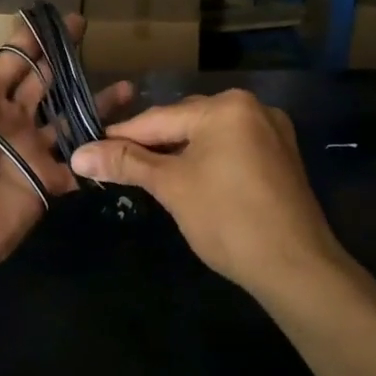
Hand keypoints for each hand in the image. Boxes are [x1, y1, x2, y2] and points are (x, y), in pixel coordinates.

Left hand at [0, 15, 130, 290]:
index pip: (13, 59)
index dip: (33, 38)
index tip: (59, 16)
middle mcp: (10, 119)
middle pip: (44, 83)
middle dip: (66, 59)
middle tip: (94, 37)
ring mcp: (31, 151)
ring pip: (69, 119)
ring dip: (94, 102)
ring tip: (128, 86)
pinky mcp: (47, 182)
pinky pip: (78, 162)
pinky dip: (99, 149)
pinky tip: (127, 134)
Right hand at [69, 89, 354, 298]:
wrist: (296, 268)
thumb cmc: (227, 220)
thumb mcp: (171, 187)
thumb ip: (125, 163)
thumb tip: (79, 154)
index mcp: (226, 106)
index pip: (159, 118)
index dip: (121, 136)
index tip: (90, 149)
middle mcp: (252, 107)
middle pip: (185, 122)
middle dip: (151, 145)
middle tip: (115, 166)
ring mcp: (272, 132)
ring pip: (208, 137)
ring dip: (177, 153)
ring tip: (146, 175)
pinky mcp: (280, 158)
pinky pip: (230, 150)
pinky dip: (205, 161)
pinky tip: (188, 180)